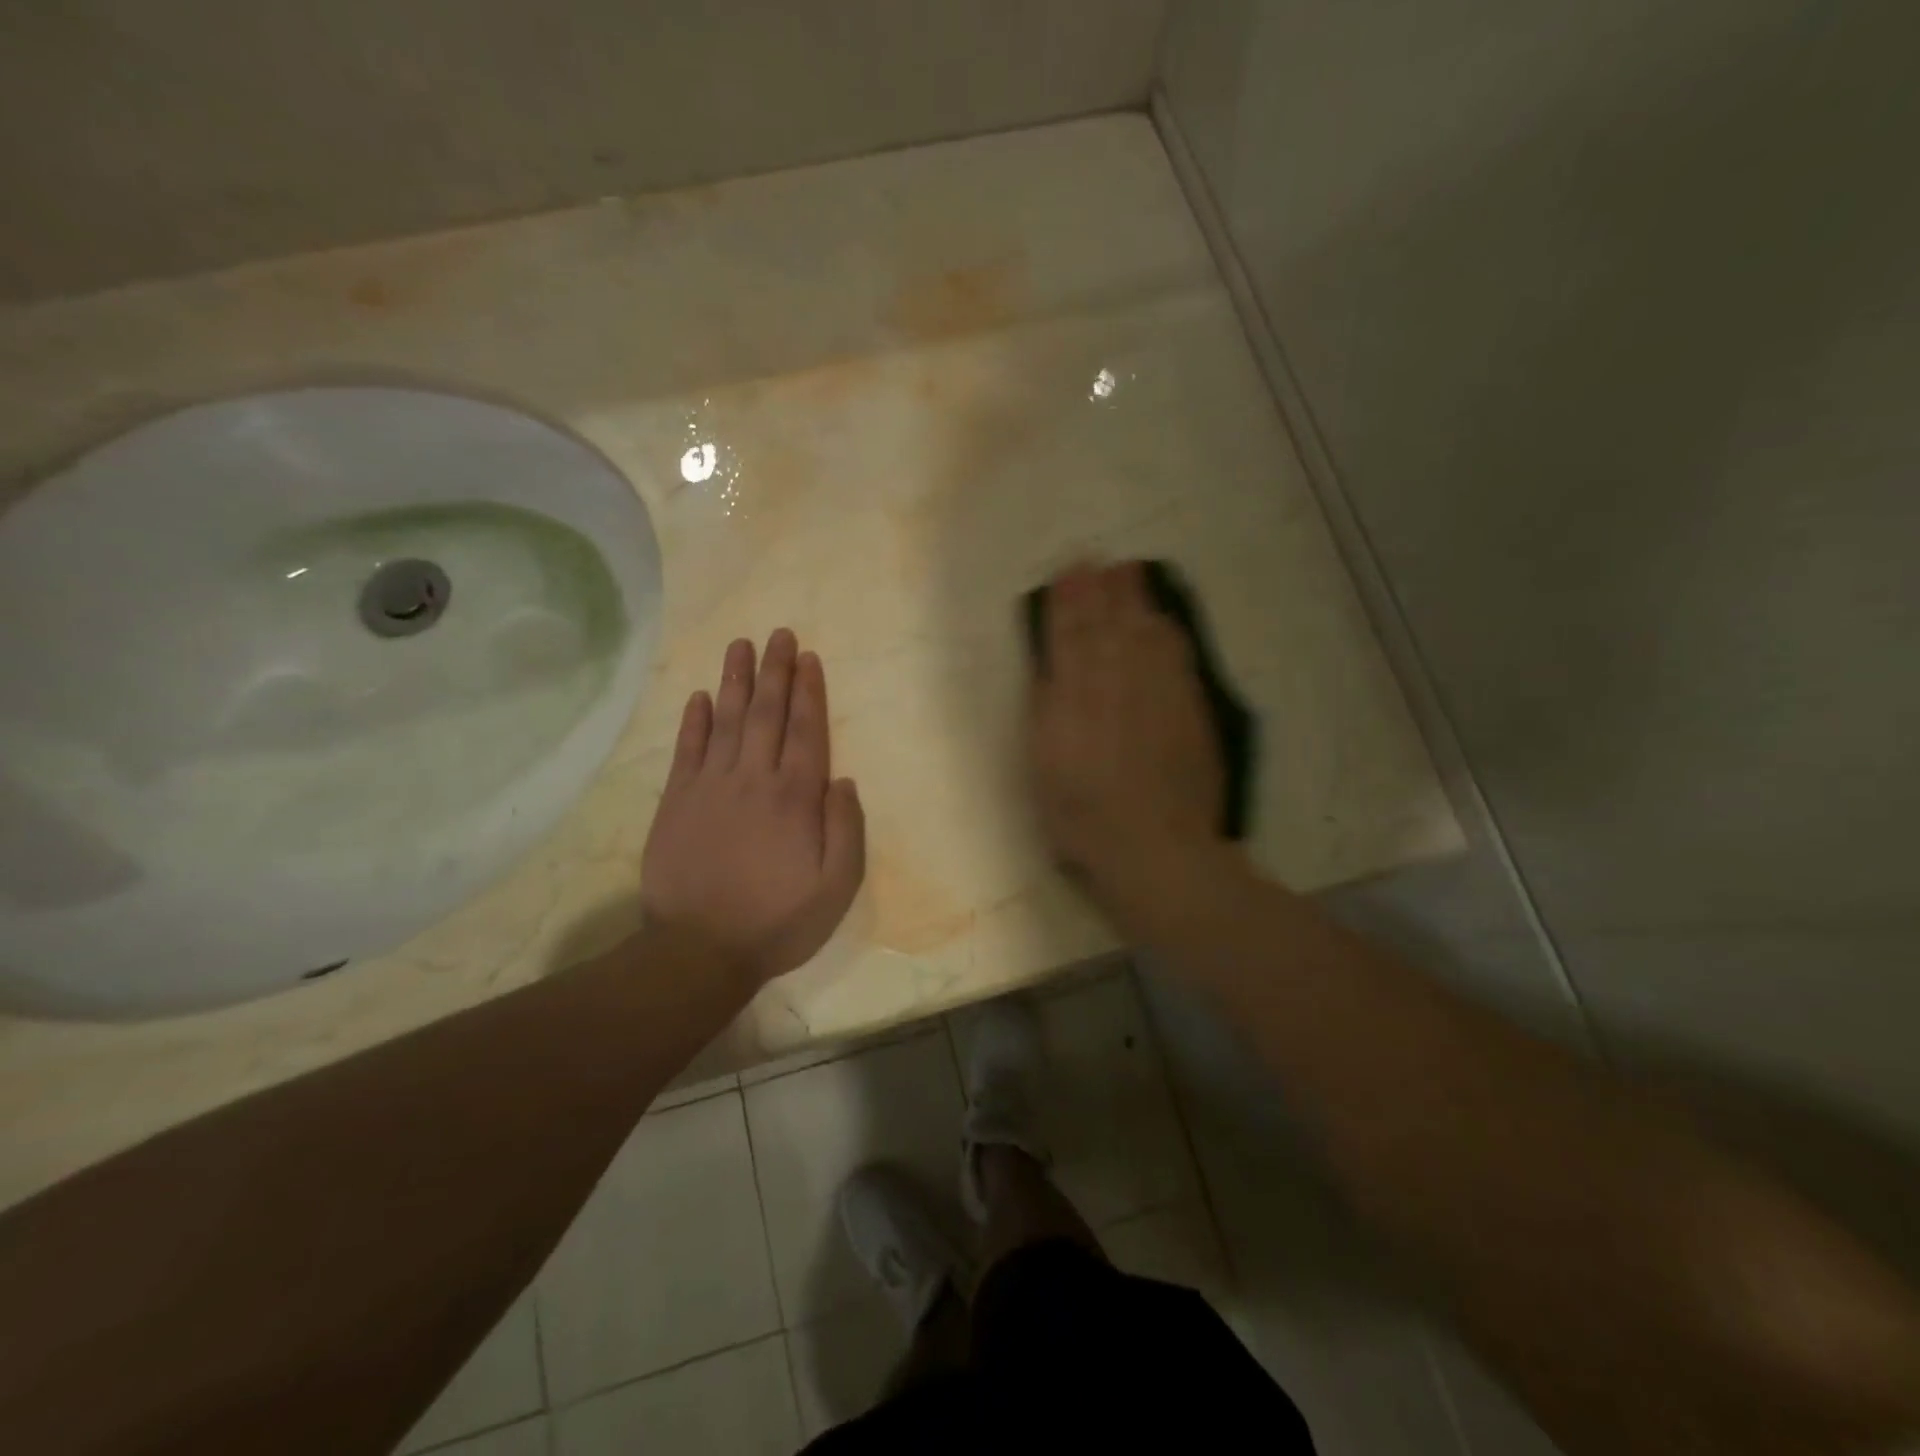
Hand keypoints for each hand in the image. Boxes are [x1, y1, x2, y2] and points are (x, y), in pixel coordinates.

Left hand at [640, 630, 865, 988]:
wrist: (699, 950)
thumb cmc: (777, 920)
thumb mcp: (836, 887)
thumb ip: (846, 828)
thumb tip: (842, 779)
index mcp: (795, 798)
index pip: (806, 731)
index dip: (809, 691)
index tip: (808, 657)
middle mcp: (754, 779)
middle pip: (767, 714)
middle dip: (775, 671)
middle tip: (778, 634)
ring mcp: (710, 787)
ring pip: (726, 721)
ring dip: (735, 681)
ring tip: (740, 646)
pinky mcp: (677, 802)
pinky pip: (687, 750)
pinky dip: (693, 721)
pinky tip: (699, 696)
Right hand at [1028, 561, 1225, 900]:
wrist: (1155, 847)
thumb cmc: (1082, 817)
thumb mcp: (1043, 768)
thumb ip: (1046, 712)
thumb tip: (1050, 670)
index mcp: (1074, 698)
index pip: (1069, 638)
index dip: (1067, 604)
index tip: (1066, 574)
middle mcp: (1117, 684)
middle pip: (1108, 626)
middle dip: (1099, 590)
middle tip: (1096, 560)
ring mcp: (1158, 693)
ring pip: (1144, 633)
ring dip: (1134, 600)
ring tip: (1127, 572)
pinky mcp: (1189, 708)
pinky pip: (1177, 656)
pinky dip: (1167, 631)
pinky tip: (1163, 619)